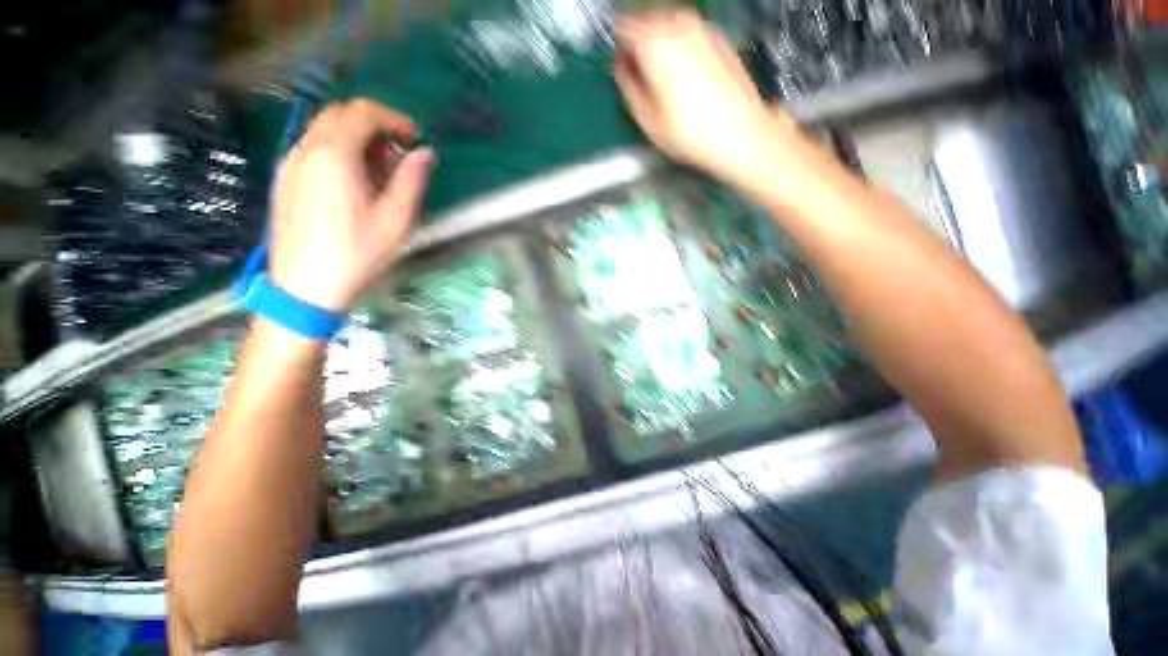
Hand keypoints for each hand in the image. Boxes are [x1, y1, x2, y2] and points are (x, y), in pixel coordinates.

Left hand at [270, 99, 434, 311]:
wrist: (306, 287)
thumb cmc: (357, 253)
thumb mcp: (396, 219)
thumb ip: (412, 180)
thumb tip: (425, 153)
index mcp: (335, 154)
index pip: (363, 112)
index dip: (394, 119)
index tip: (414, 139)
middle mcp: (307, 149)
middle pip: (340, 115)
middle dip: (374, 126)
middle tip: (397, 156)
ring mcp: (290, 163)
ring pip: (323, 130)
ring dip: (355, 139)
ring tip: (378, 173)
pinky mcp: (284, 179)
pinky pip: (312, 149)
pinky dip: (337, 151)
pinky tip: (351, 183)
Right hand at [613, 11, 797, 184]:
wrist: (739, 132)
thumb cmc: (688, 131)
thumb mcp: (646, 118)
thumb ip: (627, 85)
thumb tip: (622, 67)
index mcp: (654, 43)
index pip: (623, 27)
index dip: (618, 47)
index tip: (620, 66)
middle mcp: (678, 25)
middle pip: (646, 20)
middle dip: (639, 43)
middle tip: (640, 73)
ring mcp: (702, 28)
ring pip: (668, 24)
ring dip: (659, 43)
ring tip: (662, 76)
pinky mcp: (719, 38)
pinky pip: (689, 32)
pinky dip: (680, 45)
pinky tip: (684, 74)